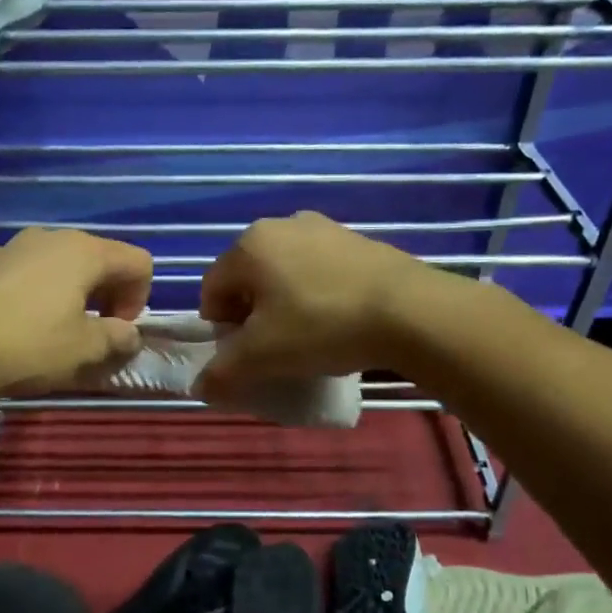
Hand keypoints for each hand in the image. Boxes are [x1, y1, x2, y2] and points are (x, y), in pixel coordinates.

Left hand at [0, 228, 152, 403]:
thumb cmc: (29, 347)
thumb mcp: (86, 350)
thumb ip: (118, 338)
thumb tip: (128, 334)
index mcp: (83, 251)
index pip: (137, 261)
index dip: (139, 297)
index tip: (119, 330)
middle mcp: (48, 238)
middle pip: (97, 258)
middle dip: (105, 293)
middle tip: (94, 331)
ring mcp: (8, 248)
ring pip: (55, 264)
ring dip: (67, 292)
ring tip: (52, 329)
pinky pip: (20, 274)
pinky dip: (31, 294)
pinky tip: (13, 326)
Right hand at [196, 212, 429, 401]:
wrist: (409, 311)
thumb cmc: (321, 326)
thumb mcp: (262, 358)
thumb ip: (223, 373)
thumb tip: (202, 387)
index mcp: (249, 245)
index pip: (212, 290)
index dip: (220, 329)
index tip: (244, 356)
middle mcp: (281, 225)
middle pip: (249, 280)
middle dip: (252, 316)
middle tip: (274, 348)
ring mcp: (324, 228)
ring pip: (286, 274)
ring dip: (285, 305)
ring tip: (309, 336)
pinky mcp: (359, 240)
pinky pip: (321, 271)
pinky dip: (318, 295)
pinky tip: (339, 321)